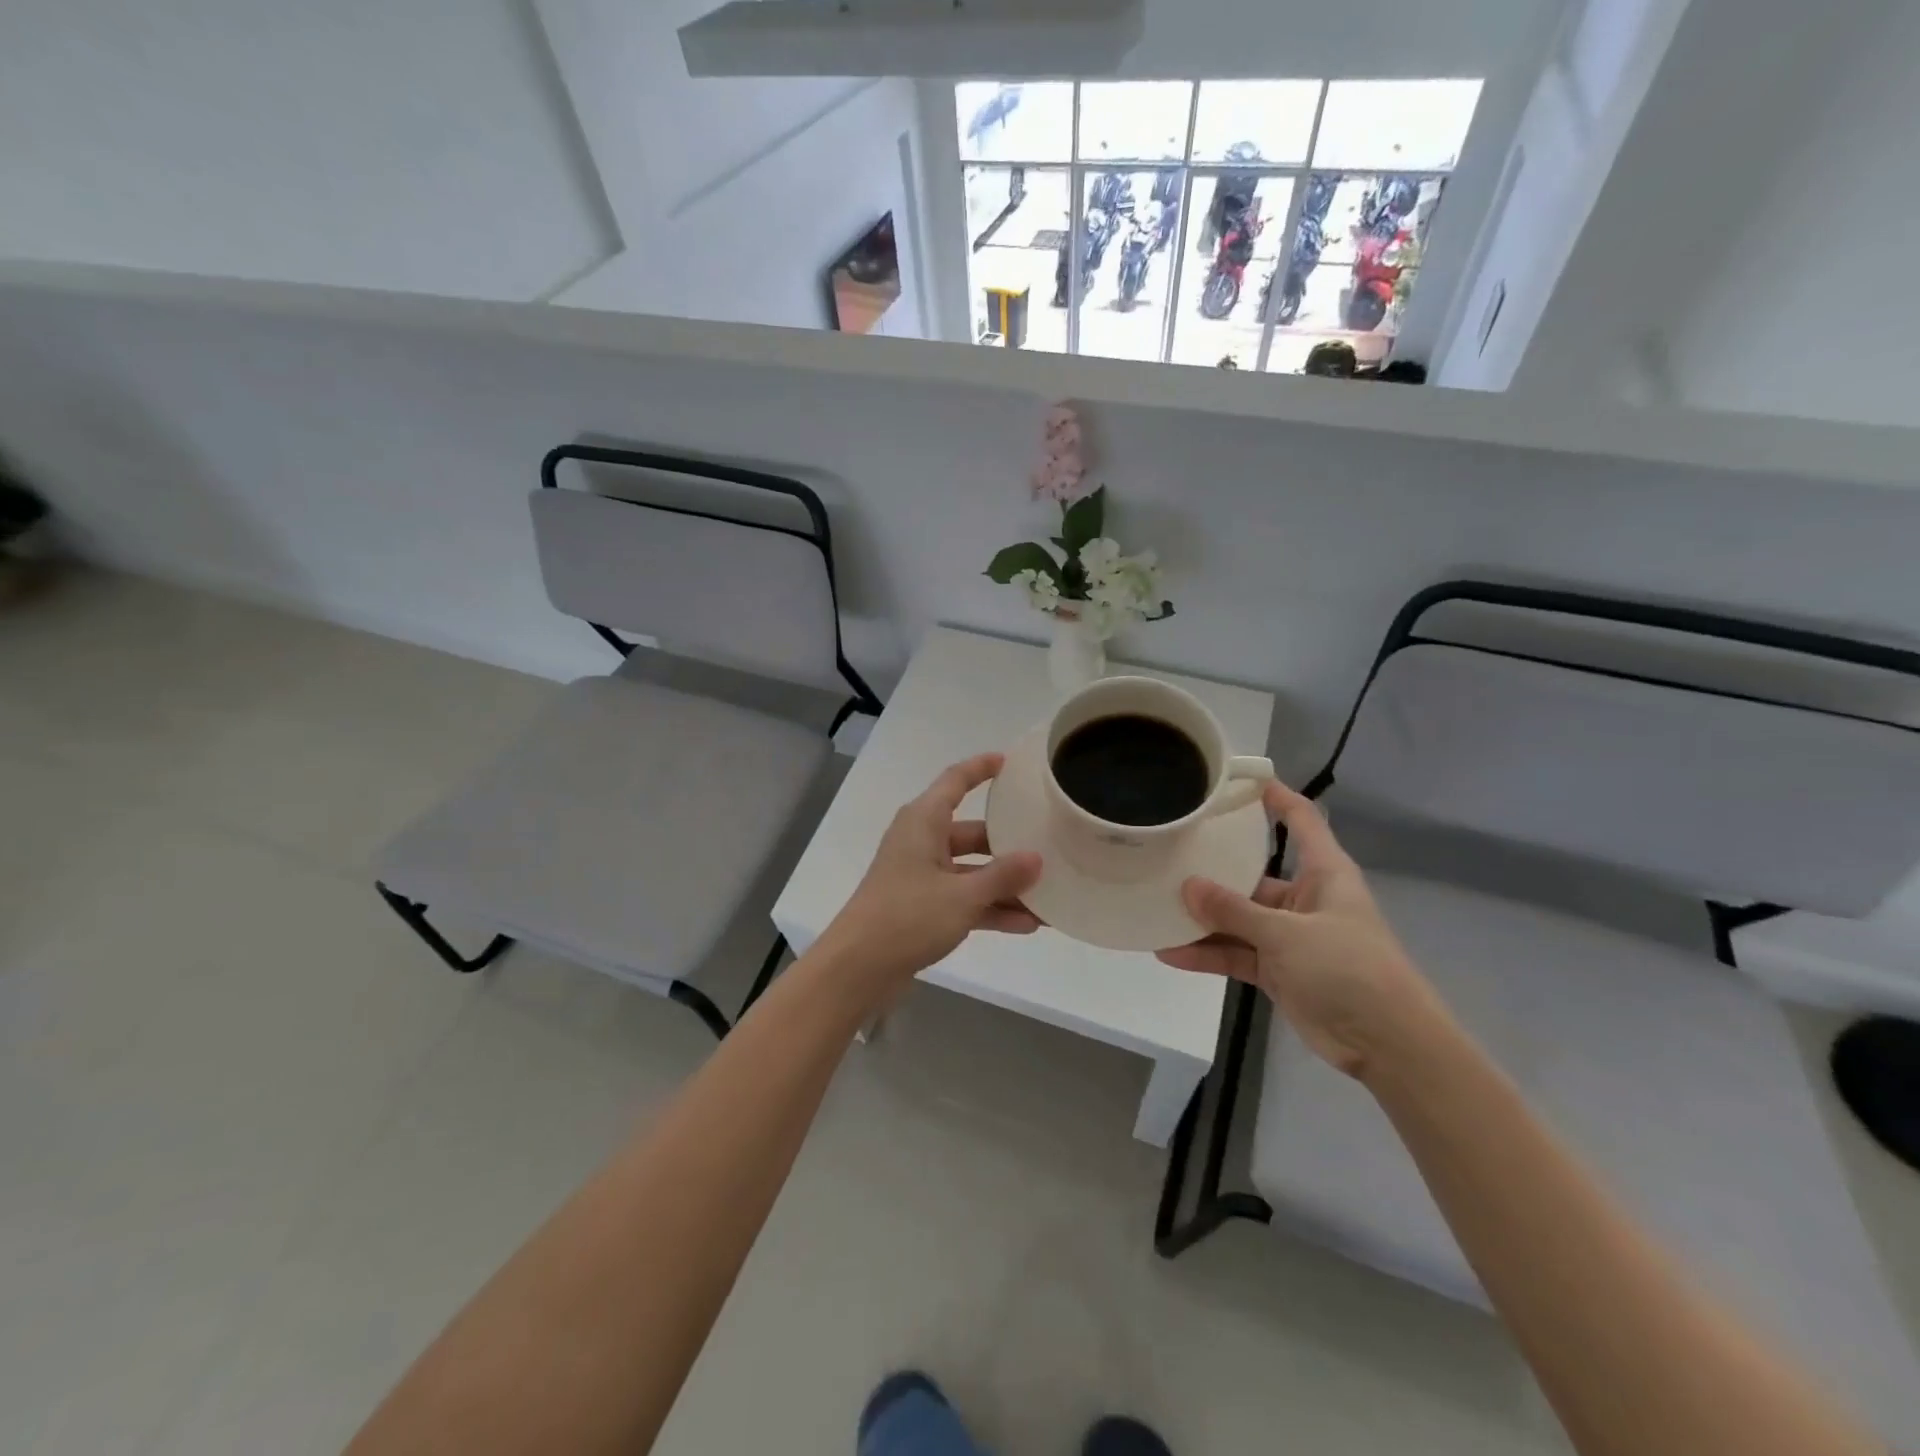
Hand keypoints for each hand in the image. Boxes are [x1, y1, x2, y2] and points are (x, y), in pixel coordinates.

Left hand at [816, 753, 1042, 988]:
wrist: (858, 968)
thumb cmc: (907, 916)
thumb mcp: (963, 895)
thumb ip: (1003, 876)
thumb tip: (1036, 858)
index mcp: (923, 821)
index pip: (955, 781)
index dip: (981, 768)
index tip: (1010, 761)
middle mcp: (921, 841)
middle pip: (972, 832)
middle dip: (1009, 845)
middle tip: (1048, 846)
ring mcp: (921, 875)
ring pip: (971, 870)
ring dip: (1005, 884)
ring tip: (1048, 896)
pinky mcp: (922, 906)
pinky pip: (964, 898)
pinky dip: (990, 908)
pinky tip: (1026, 925)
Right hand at [1156, 780, 1445, 1079]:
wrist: (1388, 1044)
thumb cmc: (1349, 969)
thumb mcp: (1288, 934)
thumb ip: (1235, 911)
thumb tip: (1187, 886)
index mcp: (1324, 872)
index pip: (1301, 819)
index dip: (1274, 796)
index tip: (1236, 780)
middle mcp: (1304, 898)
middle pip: (1252, 872)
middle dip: (1212, 868)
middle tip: (1168, 853)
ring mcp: (1289, 936)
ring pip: (1238, 918)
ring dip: (1202, 918)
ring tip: (1156, 907)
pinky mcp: (1278, 970)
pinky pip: (1236, 954)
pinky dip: (1207, 954)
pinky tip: (1170, 953)